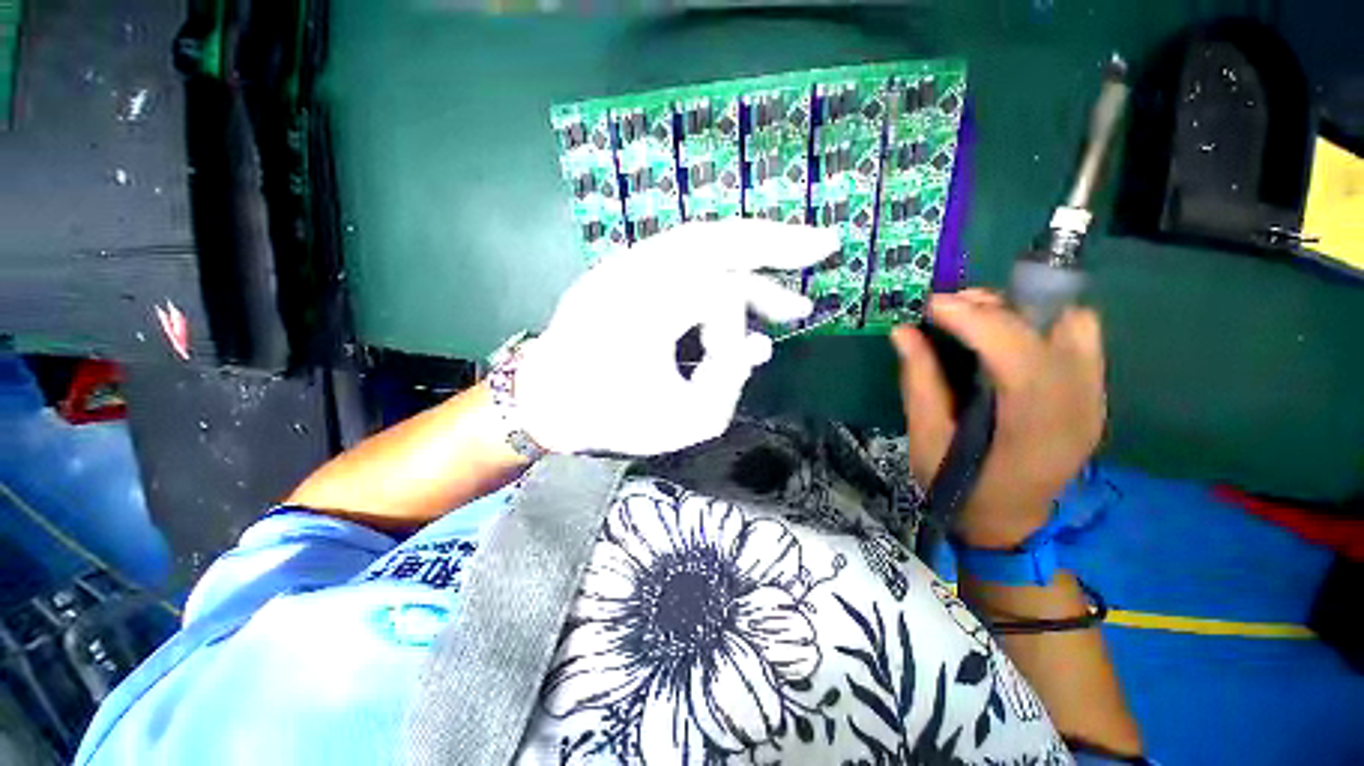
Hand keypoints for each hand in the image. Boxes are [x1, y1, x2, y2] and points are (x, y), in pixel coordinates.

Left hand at [516, 220, 839, 455]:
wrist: (547, 401)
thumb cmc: (609, 416)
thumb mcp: (680, 423)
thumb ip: (730, 385)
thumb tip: (759, 344)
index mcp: (643, 306)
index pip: (718, 292)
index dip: (739, 328)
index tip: (739, 363)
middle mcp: (635, 270)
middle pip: (718, 236)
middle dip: (777, 240)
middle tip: (825, 244)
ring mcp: (628, 263)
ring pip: (703, 241)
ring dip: (752, 254)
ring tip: (793, 275)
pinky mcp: (628, 269)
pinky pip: (685, 255)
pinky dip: (721, 264)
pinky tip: (742, 284)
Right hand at [891, 290, 1105, 547]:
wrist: (1009, 520)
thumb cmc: (960, 485)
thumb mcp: (927, 439)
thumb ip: (919, 382)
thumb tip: (904, 331)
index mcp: (1034, 428)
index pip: (1018, 355)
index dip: (975, 320)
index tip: (933, 305)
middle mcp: (1079, 407)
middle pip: (1049, 332)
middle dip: (993, 309)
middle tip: (947, 309)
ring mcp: (1095, 398)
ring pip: (1071, 324)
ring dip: (1020, 310)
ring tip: (974, 316)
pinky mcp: (1094, 392)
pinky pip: (1080, 336)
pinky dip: (1042, 322)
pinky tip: (1008, 333)